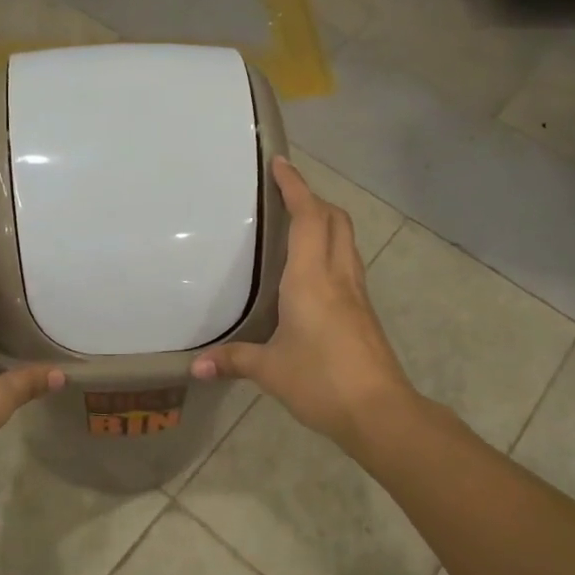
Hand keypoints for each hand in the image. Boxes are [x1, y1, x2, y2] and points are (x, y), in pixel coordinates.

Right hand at [191, 156, 413, 446]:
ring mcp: (356, 293)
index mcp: (311, 278)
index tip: (280, 163)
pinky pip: (348, 263)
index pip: (307, 217)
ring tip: (298, 224)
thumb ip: (233, 361)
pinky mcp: (364, 312)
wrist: (379, 411)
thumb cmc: (321, 381)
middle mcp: (338, 276)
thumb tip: (195, 367)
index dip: (295, 187)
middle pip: (335, 220)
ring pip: (346, 240)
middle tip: (286, 195)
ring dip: (326, 222)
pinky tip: (313, 272)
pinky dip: (331, 249)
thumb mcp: (270, 370)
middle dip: (312, 199)